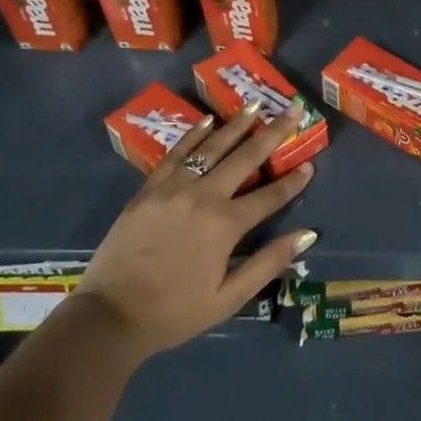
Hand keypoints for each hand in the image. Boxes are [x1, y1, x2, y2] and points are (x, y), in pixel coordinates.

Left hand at [76, 103, 316, 357]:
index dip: (294, 181)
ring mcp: (174, 188)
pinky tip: (208, 120)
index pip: (270, 195)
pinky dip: (195, 134)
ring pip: (212, 147)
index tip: (311, 165)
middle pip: (246, 157)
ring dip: (237, 124)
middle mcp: (204, 196)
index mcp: (226, 224)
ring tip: (256, 104)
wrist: (109, 316)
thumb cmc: (174, 312)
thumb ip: (268, 263)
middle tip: (294, 109)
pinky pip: (177, 154)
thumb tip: (307, 235)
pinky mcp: (149, 189)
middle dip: (274, 132)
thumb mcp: (229, 298)